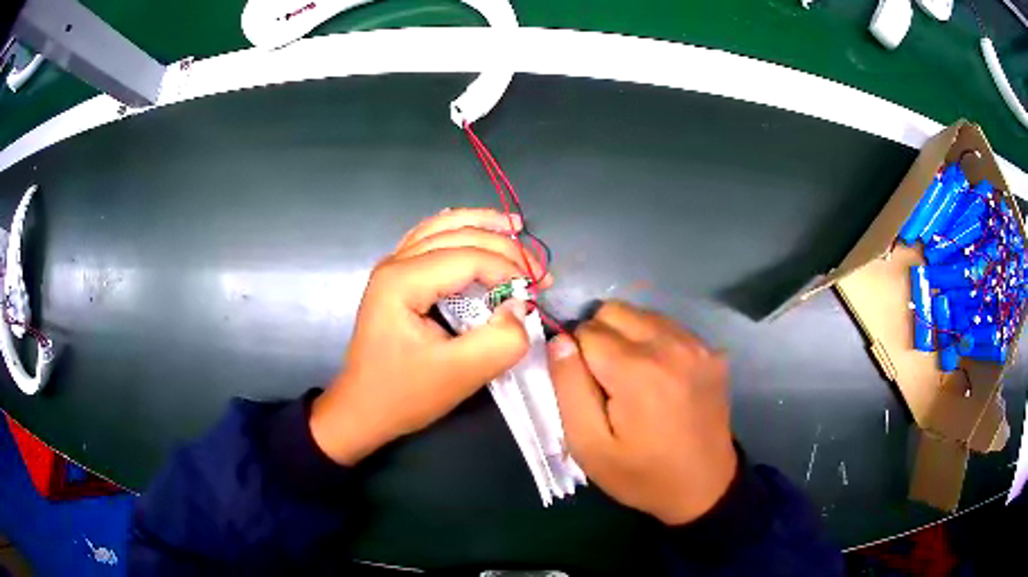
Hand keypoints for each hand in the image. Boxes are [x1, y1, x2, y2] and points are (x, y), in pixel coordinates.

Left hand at [311, 208, 552, 464]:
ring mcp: (392, 266)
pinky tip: (474, 229)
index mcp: (402, 280)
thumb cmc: (404, 395)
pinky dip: (457, 230)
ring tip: (514, 226)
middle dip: (504, 246)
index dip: (509, 270)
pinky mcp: (395, 277)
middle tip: (540, 269)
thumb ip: (499, 341)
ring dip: (481, 225)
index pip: (468, 257)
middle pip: (457, 235)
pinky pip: (430, 239)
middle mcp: (395, 262)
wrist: (362, 409)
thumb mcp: (459, 376)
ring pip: (441, 227)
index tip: (536, 294)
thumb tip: (519, 308)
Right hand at [548, 301, 736, 524]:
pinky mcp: (712, 351)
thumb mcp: (589, 445)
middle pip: (614, 310)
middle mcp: (670, 344)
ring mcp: (697, 344)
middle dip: (600, 338)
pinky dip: (655, 342)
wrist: (703, 486)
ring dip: (628, 337)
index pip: (586, 331)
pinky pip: (669, 327)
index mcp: (637, 370)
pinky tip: (661, 378)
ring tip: (635, 379)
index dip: (578, 358)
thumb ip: (568, 388)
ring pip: (642, 314)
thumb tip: (560, 340)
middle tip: (607, 380)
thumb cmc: (641, 474)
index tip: (588, 389)